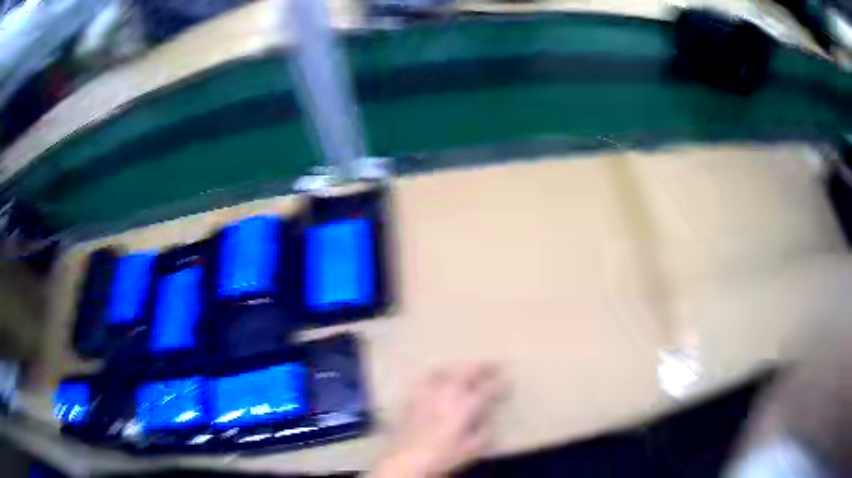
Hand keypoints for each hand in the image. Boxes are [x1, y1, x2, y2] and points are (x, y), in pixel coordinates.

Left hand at [372, 363, 507, 477]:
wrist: (405, 459)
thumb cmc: (442, 456)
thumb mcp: (470, 450)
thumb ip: (485, 435)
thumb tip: (491, 424)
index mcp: (465, 406)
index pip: (487, 389)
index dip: (500, 383)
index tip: (508, 380)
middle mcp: (447, 393)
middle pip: (467, 371)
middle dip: (483, 366)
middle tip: (494, 365)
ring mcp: (427, 393)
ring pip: (446, 370)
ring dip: (460, 367)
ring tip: (467, 368)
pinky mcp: (412, 397)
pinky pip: (426, 378)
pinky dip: (437, 374)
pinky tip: (438, 377)